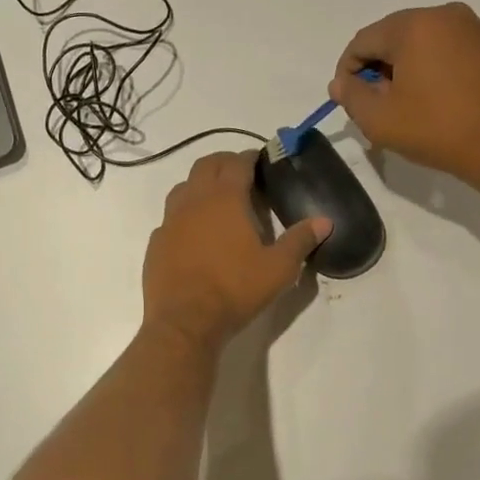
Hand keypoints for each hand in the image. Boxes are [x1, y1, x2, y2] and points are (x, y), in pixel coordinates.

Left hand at [142, 152, 330, 349]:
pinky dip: (184, 216)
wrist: (185, 321)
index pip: (236, 162)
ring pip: (183, 188)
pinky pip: (169, 218)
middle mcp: (193, 201)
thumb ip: (300, 241)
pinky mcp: (156, 243)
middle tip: (240, 174)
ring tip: (217, 200)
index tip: (260, 160)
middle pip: (205, 165)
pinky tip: (194, 234)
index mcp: (224, 199)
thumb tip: (324, 221)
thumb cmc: (234, 290)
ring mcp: (169, 221)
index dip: (250, 157)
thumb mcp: (278, 269)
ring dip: (200, 185)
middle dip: (224, 163)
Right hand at [329, 3, 479, 187]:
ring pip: (417, 46)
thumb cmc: (438, 128)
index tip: (348, 103)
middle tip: (373, 109)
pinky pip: (442, 52)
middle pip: (390, 39)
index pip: (362, 41)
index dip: (347, 73)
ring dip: (400, 73)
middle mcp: (443, 15)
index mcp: (413, 25)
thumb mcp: (379, 119)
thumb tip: (341, 83)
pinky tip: (429, 104)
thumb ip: (350, 96)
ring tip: (401, 110)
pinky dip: (426, 72)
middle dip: (375, 72)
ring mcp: (471, 28)